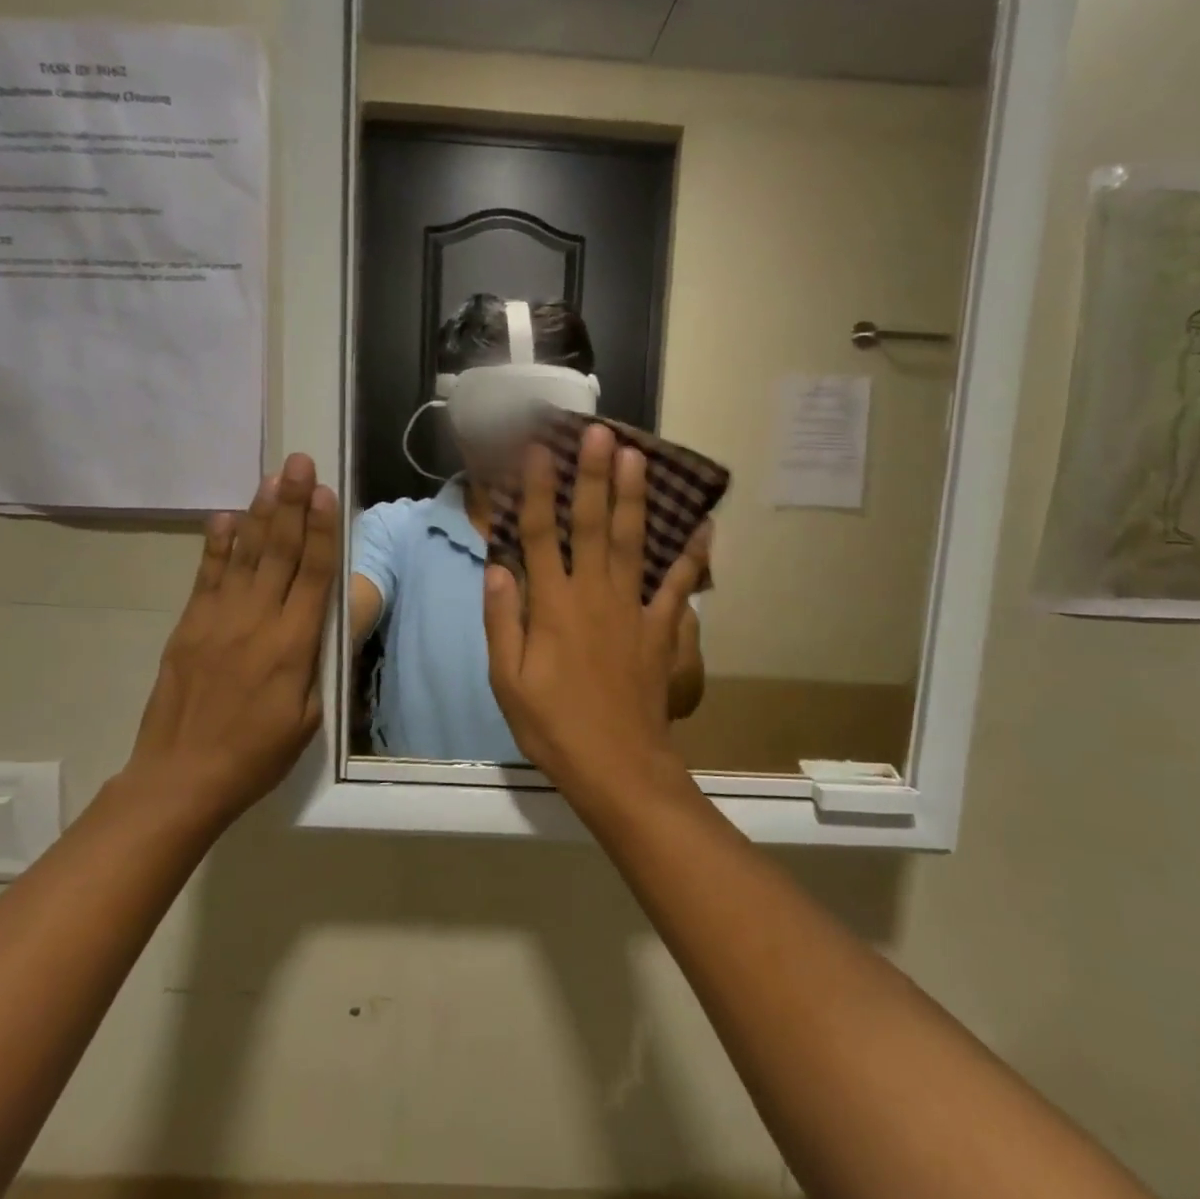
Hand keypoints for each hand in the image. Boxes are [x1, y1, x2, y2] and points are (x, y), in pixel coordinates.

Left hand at [120, 453, 338, 826]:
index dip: (320, 530)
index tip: (324, 493)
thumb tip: (332, 617)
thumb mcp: (309, 717)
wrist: (181, 778)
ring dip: (260, 513)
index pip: (313, 575)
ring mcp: (218, 620)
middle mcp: (257, 621)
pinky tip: (225, 517)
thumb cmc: (257, 754)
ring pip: (244, 555)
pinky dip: (217, 544)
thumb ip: (319, 662)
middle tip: (299, 463)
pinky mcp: (190, 626)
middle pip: (279, 553)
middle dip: (292, 504)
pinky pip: (207, 576)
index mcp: (293, 645)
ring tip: (271, 477)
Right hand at [482, 425, 708, 807]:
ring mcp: (632, 610)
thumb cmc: (553, 725)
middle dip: (593, 475)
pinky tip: (702, 526)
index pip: (539, 536)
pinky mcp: (661, 630)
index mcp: (551, 606)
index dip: (537, 490)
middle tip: (600, 432)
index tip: (537, 451)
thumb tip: (497, 567)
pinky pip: (679, 586)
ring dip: (634, 497)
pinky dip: (691, 556)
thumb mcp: (507, 680)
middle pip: (591, 525)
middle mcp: (592, 595)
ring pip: (632, 542)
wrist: (616, 766)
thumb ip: (501, 620)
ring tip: (638, 456)